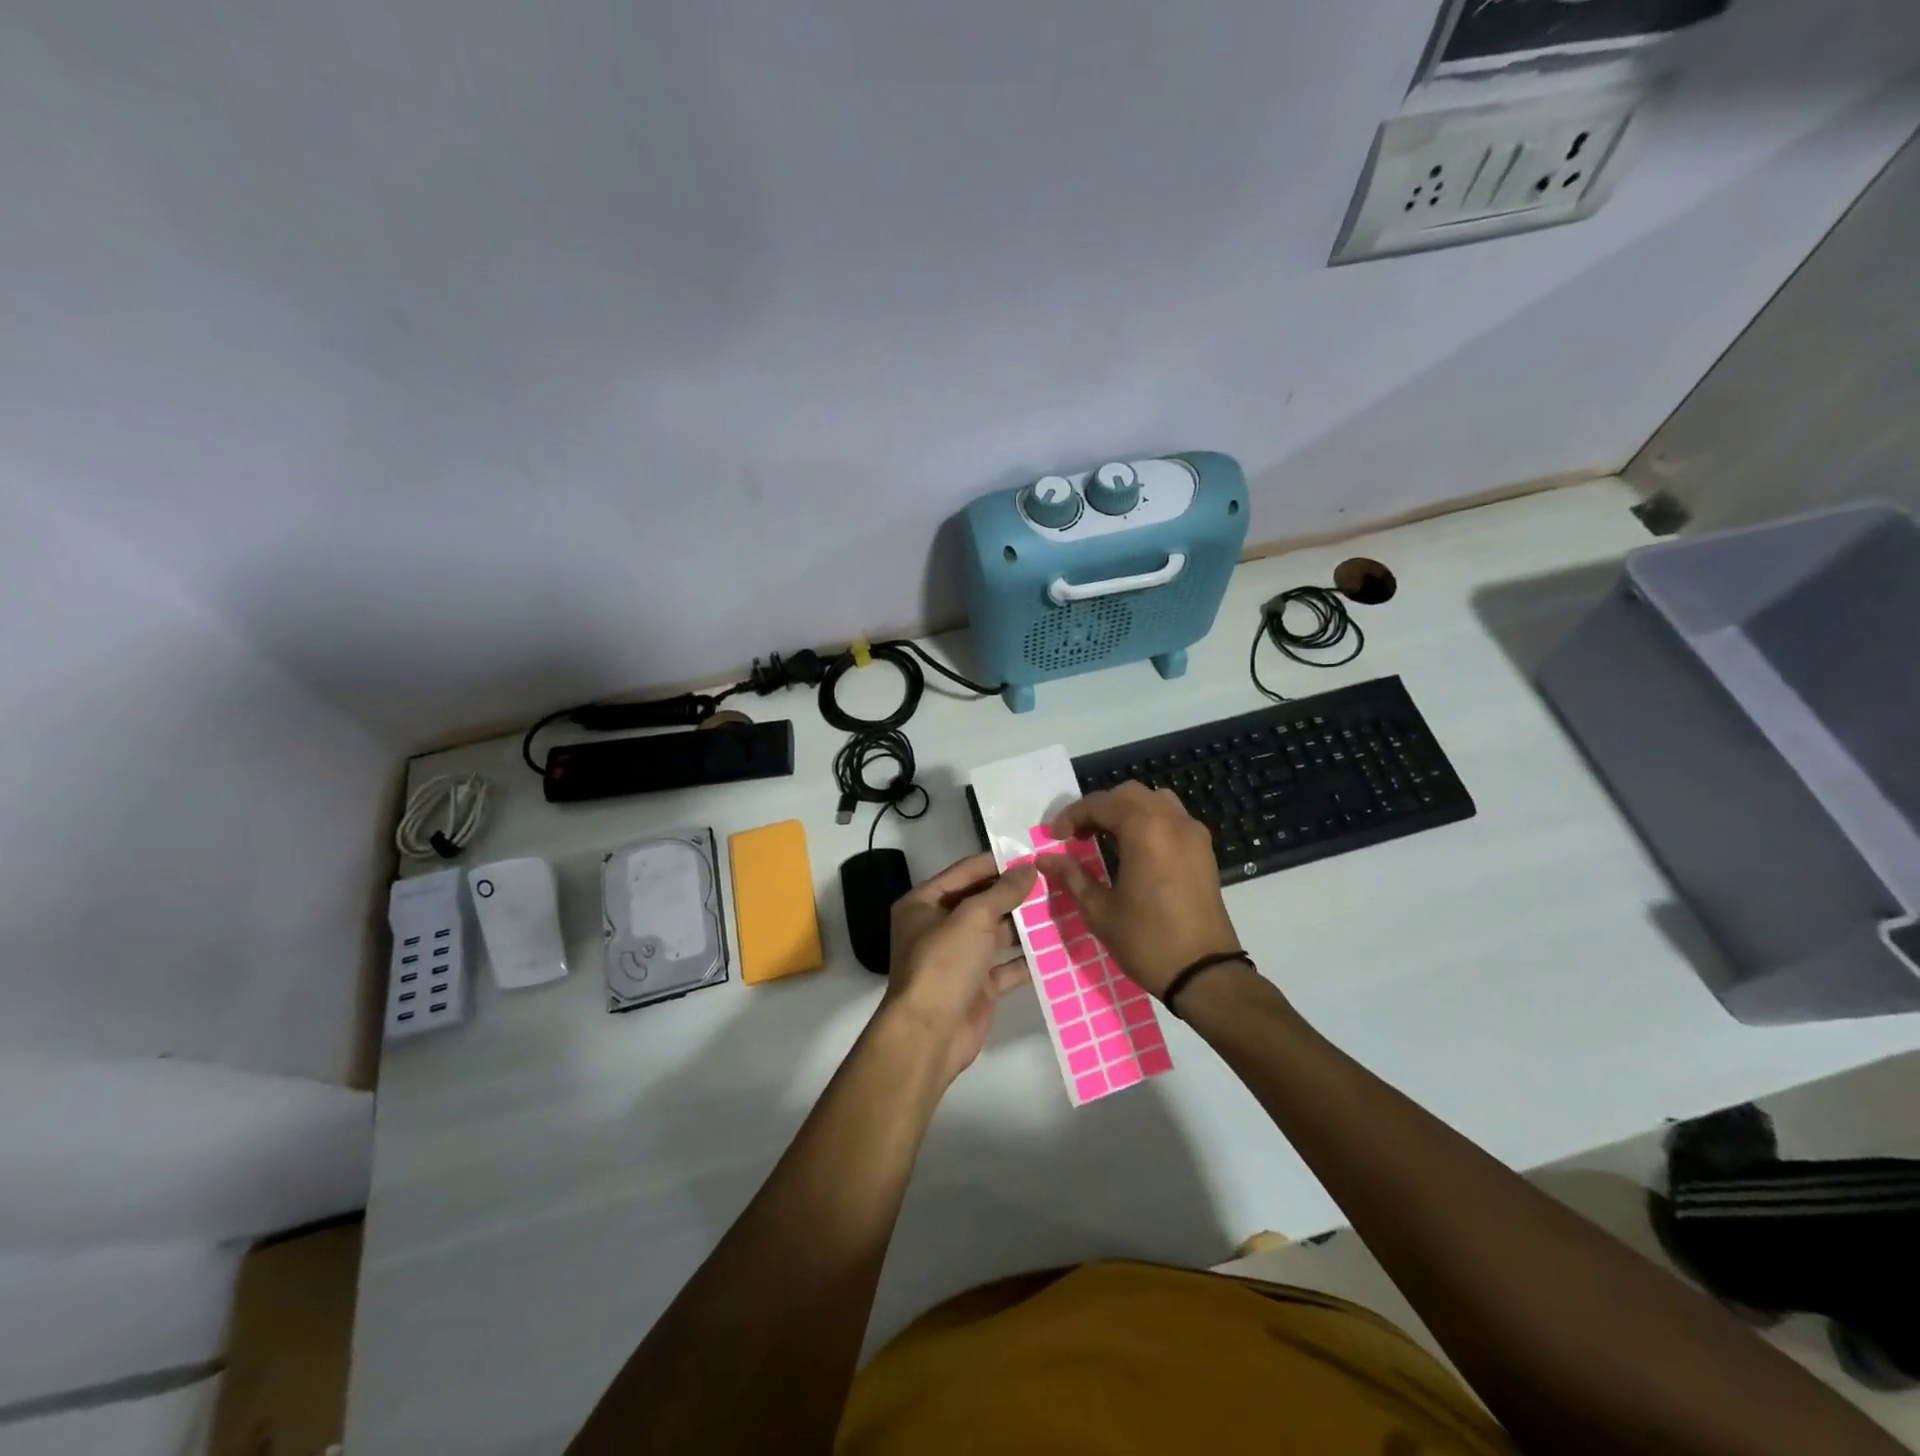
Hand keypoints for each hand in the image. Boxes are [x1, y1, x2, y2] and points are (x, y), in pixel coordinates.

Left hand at [877, 853, 1038, 1087]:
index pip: (966, 872)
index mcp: (924, 903)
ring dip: (1025, 925)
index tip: (1033, 855)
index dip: (998, 862)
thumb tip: (1030, 868)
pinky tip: (1058, 946)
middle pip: (982, 901)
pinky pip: (1007, 965)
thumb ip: (1003, 891)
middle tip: (1055, 880)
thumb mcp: (973, 918)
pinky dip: (1028, 958)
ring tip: (1063, 907)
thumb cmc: (944, 964)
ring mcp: (959, 958)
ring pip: (997, 933)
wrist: (930, 1035)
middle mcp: (939, 927)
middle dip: (1016, 893)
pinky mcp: (978, 986)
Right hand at [1035, 783, 1243, 998]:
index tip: (1055, 838)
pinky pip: (1172, 818)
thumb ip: (1071, 876)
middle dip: (1099, 808)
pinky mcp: (1204, 850)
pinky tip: (1133, 849)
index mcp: (1145, 831)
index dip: (1073, 816)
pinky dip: (1148, 821)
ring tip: (1104, 837)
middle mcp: (1172, 821)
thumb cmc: (1147, 941)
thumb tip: (1045, 859)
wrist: (1204, 974)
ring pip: (1154, 801)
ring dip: (1125, 811)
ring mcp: (1193, 834)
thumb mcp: (1099, 910)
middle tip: (1077, 835)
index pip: (1101, 804)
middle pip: (1129, 795)